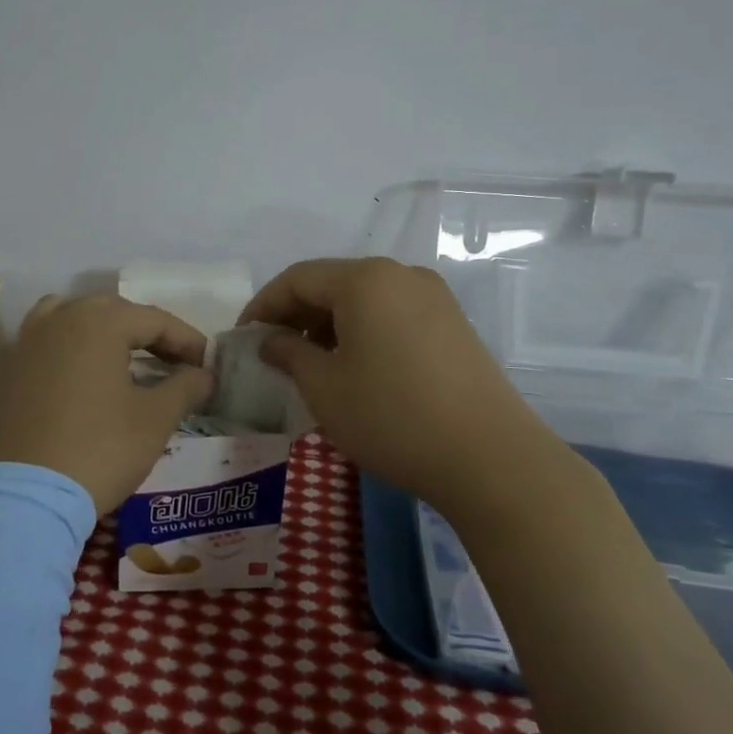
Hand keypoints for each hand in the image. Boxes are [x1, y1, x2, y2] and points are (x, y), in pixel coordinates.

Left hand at [0, 294, 213, 513]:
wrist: (19, 498)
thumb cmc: (97, 450)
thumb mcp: (154, 420)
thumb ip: (185, 388)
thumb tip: (203, 375)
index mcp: (98, 321)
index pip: (154, 319)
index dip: (186, 340)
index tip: (207, 366)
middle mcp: (58, 319)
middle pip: (112, 312)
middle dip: (147, 334)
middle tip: (173, 363)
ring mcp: (24, 343)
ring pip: (72, 320)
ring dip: (103, 334)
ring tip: (123, 361)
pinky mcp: (4, 372)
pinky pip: (46, 345)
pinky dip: (71, 352)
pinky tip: (82, 382)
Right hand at [242, 257, 566, 517]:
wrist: (490, 458)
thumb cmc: (391, 416)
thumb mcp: (324, 387)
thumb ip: (289, 353)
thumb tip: (271, 340)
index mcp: (365, 279)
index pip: (297, 278)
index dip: (263, 305)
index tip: (242, 337)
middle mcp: (401, 275)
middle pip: (333, 283)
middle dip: (296, 314)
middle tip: (273, 351)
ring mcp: (434, 298)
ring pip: (365, 299)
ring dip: (330, 324)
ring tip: (311, 363)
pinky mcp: (454, 324)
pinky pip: (393, 315)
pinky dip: (363, 332)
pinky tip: (356, 367)